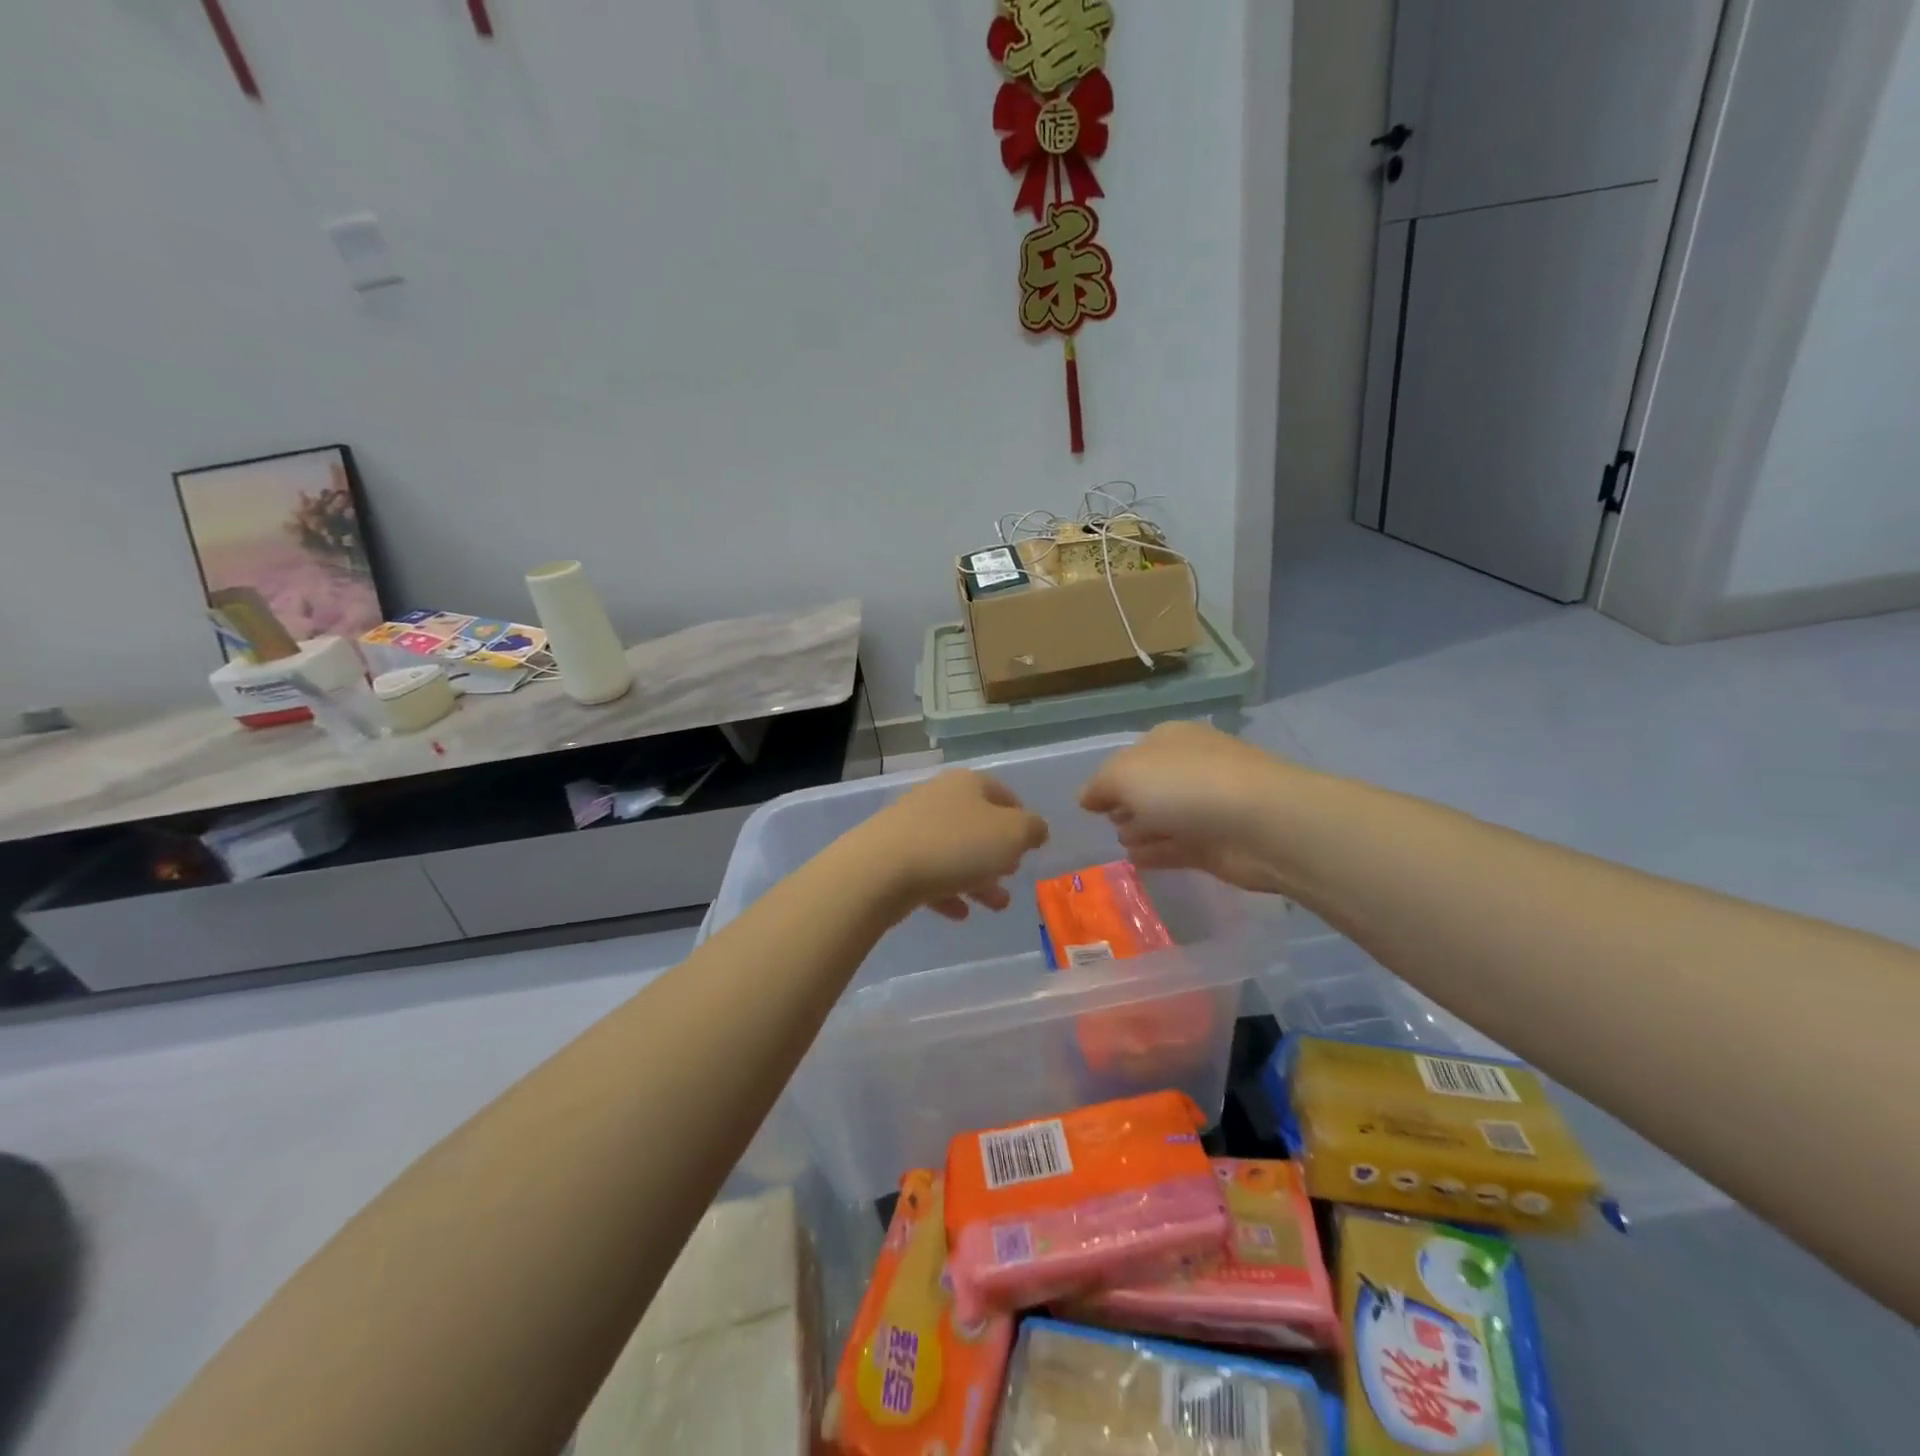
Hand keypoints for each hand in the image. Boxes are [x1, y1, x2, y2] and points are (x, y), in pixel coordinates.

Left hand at [850, 769, 1049, 920]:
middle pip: (976, 825)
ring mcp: (912, 827)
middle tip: (1013, 874)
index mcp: (967, 784)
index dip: (1020, 817)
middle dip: (999, 853)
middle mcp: (938, 798)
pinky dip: (947, 891)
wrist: (881, 869)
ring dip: (978, 877)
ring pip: (954, 852)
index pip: (1002, 792)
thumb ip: (1032, 829)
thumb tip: (1036, 828)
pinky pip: (929, 873)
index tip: (1031, 844)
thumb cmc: (956, 845)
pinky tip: (960, 913)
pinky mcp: (893, 857)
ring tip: (997, 905)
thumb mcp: (1011, 835)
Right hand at [1079, 722, 1293, 894]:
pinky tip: (1137, 862)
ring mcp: (1206, 807)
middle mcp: (1189, 768)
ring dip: (1141, 829)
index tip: (1091, 803)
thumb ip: (1100, 785)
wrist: (1263, 823)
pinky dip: (1157, 853)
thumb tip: (1087, 798)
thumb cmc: (1187, 786)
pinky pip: (1177, 847)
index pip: (1132, 756)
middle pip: (1149, 787)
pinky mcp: (1217, 844)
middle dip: (1127, 803)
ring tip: (1122, 844)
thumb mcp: (1125, 774)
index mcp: (1169, 740)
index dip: (1110, 778)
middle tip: (1108, 822)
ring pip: (1164, 817)